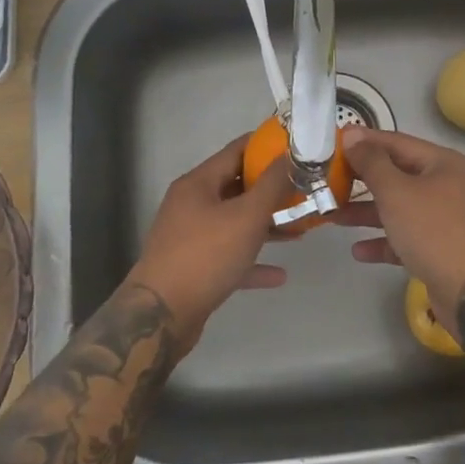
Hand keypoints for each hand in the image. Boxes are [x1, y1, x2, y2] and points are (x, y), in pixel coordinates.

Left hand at [125, 134, 286, 348]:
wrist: (160, 317)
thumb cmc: (206, 255)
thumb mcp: (247, 216)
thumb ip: (272, 185)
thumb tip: (291, 155)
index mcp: (198, 183)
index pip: (236, 151)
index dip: (266, 146)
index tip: (296, 147)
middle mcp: (191, 204)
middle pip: (236, 187)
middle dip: (271, 190)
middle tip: (303, 190)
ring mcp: (190, 237)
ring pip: (234, 223)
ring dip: (265, 225)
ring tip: (299, 229)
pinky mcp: (193, 268)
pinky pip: (229, 256)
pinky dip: (252, 260)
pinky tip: (279, 275)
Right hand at [338, 127, 464, 316]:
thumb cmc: (434, 231)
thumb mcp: (397, 192)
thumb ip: (371, 163)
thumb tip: (352, 135)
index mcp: (444, 164)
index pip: (398, 143)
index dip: (365, 141)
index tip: (334, 143)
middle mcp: (448, 186)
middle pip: (398, 175)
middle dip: (363, 180)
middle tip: (329, 180)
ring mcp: (446, 219)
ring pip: (400, 208)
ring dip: (367, 212)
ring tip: (334, 216)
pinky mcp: (441, 249)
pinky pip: (406, 237)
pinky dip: (384, 241)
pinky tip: (358, 251)